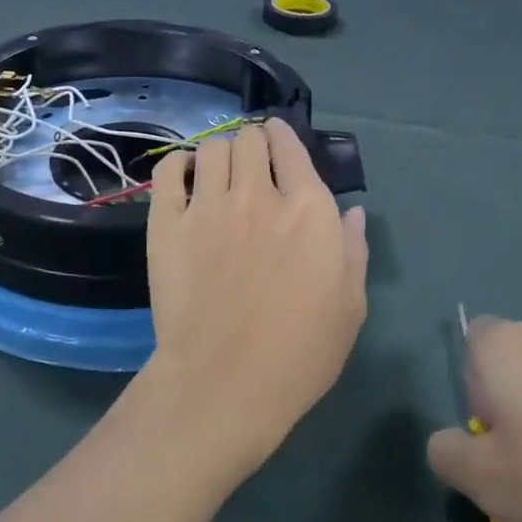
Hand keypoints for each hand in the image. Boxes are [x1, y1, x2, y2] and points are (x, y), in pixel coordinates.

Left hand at [136, 118, 368, 477]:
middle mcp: (258, 195)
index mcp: (308, 211)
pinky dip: (178, 165)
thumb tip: (353, 210)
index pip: (292, 147)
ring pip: (212, 148)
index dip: (284, 136)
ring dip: (219, 152)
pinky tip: (185, 177)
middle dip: (253, 142)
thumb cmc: (298, 354)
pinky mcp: (168, 223)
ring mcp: (209, 206)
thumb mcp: (349, 308)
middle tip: (250, 162)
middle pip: (249, 139)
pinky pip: (169, 172)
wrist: (223, 384)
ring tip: (218, 172)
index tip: (278, 139)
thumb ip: (353, 251)